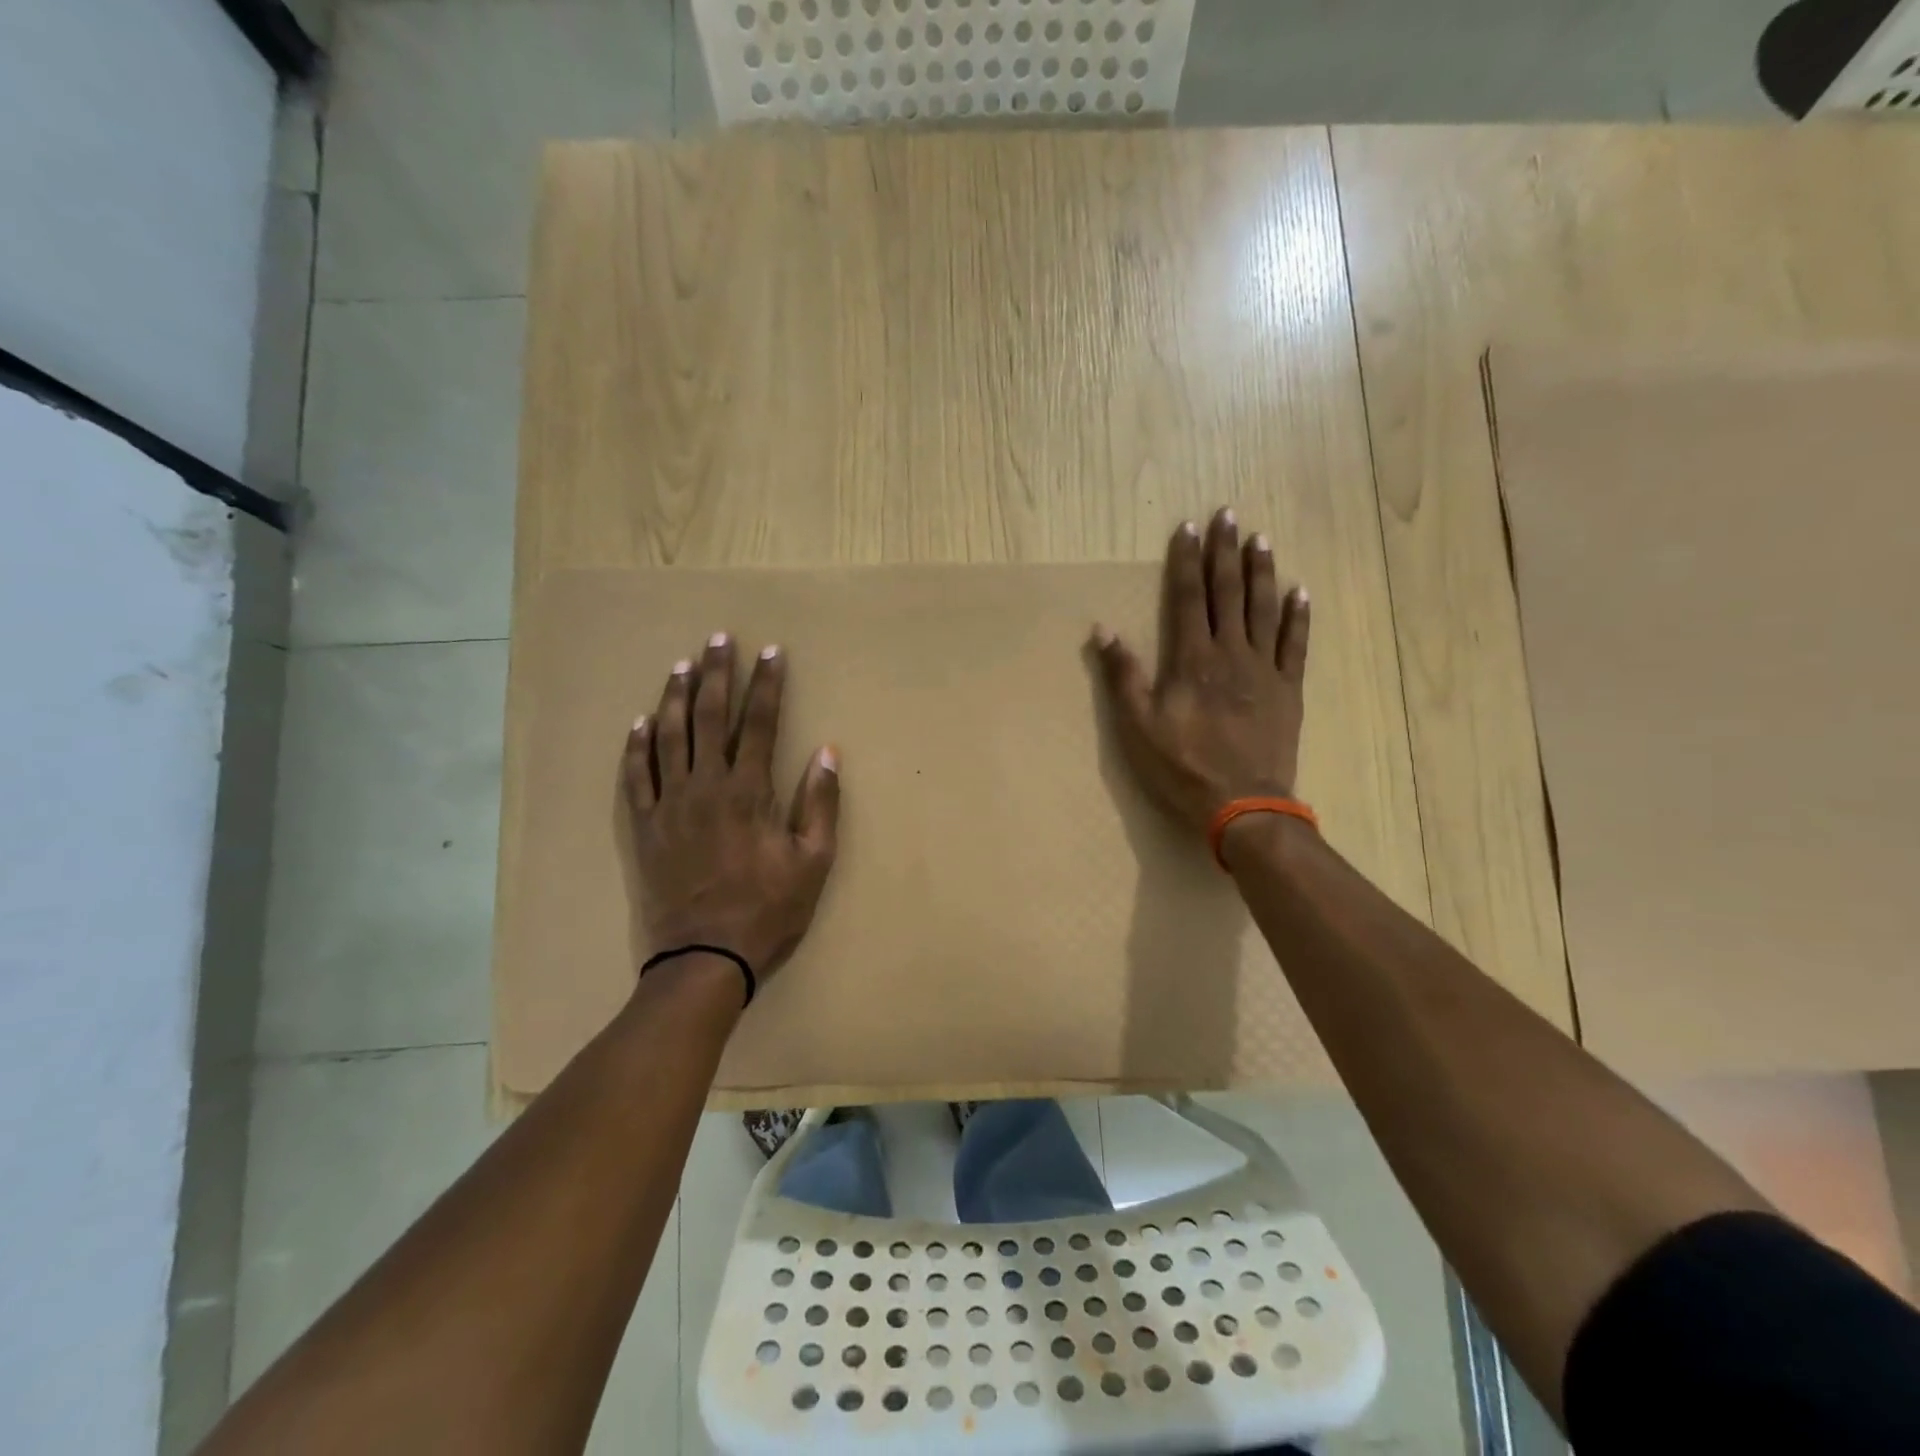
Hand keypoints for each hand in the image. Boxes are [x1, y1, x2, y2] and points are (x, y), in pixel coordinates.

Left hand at [623, 633, 839, 985]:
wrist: (704, 958)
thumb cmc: (768, 911)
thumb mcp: (814, 862)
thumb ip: (821, 803)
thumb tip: (828, 752)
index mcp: (750, 792)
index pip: (761, 723)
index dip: (768, 684)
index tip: (772, 652)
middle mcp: (706, 786)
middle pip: (711, 717)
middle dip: (718, 674)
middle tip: (718, 638)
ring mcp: (670, 805)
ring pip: (670, 737)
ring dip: (677, 697)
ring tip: (681, 665)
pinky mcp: (645, 827)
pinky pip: (636, 776)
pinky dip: (637, 745)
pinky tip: (641, 721)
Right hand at [1090, 508, 1310, 834]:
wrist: (1242, 805)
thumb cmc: (1182, 767)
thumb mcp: (1137, 727)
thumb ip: (1122, 676)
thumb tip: (1103, 630)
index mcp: (1193, 659)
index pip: (1189, 597)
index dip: (1188, 560)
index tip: (1190, 526)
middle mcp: (1231, 653)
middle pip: (1229, 592)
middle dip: (1226, 552)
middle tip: (1230, 514)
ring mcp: (1264, 669)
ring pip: (1264, 609)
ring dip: (1262, 572)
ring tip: (1261, 539)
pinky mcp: (1288, 689)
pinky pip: (1296, 644)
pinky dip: (1299, 616)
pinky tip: (1301, 591)